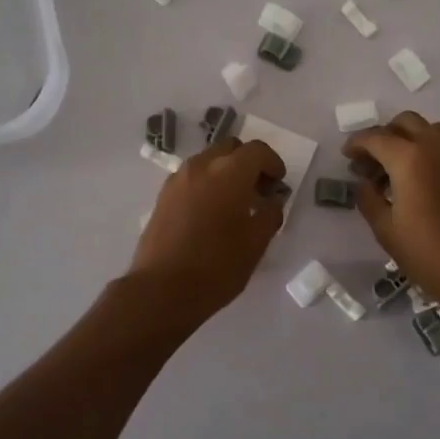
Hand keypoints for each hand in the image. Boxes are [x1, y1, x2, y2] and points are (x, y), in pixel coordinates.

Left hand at [128, 138, 287, 317]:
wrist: (161, 290)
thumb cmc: (217, 266)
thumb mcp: (256, 243)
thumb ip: (270, 213)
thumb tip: (273, 199)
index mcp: (229, 172)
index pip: (257, 150)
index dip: (273, 164)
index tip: (278, 185)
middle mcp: (201, 166)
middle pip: (231, 148)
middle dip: (249, 162)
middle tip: (259, 190)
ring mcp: (178, 179)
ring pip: (209, 160)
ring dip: (227, 172)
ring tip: (236, 204)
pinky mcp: (163, 196)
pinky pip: (192, 177)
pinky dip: (208, 183)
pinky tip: (212, 213)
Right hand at [344, 112, 439, 303]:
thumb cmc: (429, 255)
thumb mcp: (386, 231)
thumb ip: (369, 199)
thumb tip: (365, 183)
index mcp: (409, 159)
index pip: (376, 137)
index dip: (357, 144)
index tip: (347, 156)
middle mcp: (436, 147)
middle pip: (405, 122)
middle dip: (384, 136)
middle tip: (372, 162)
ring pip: (430, 129)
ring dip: (410, 139)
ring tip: (399, 168)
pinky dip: (431, 151)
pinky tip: (424, 180)